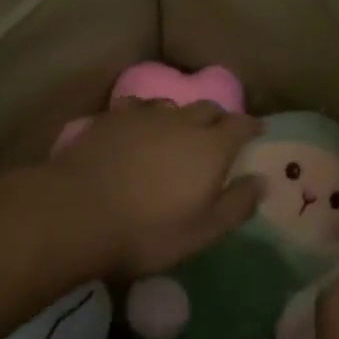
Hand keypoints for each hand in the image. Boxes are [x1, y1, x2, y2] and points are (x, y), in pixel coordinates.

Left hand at [46, 99, 263, 278]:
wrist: (76, 213)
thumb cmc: (147, 230)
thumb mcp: (202, 231)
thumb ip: (236, 205)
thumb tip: (262, 181)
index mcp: (211, 147)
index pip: (241, 124)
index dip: (252, 126)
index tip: (258, 130)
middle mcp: (182, 121)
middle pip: (209, 108)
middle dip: (219, 118)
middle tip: (220, 134)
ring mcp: (144, 116)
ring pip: (173, 106)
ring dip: (183, 116)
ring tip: (179, 131)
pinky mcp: (112, 118)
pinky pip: (138, 108)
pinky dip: (147, 115)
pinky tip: (139, 127)